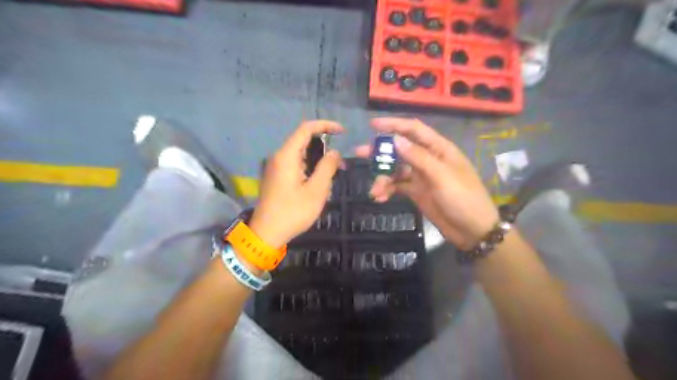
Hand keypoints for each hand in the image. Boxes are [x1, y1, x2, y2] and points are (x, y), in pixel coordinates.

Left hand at [247, 120, 343, 246]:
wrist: (266, 234)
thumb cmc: (293, 212)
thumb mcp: (316, 190)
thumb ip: (327, 167)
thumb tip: (334, 152)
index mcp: (286, 155)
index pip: (306, 128)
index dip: (326, 125)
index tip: (342, 132)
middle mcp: (278, 157)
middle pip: (304, 142)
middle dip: (324, 150)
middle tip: (340, 166)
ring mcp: (275, 167)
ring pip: (301, 156)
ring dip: (317, 163)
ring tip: (329, 181)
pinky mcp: (275, 177)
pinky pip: (295, 166)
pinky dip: (309, 170)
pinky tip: (316, 187)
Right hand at [360, 118, 494, 250]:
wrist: (473, 231)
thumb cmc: (463, 198)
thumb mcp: (441, 176)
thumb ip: (418, 157)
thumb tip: (396, 139)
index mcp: (438, 149)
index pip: (414, 130)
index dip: (394, 125)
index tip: (372, 126)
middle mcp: (428, 159)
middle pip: (400, 149)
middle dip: (381, 152)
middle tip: (360, 154)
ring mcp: (421, 176)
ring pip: (395, 169)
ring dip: (383, 177)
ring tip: (374, 190)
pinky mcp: (416, 192)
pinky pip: (397, 186)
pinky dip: (387, 190)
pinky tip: (380, 198)